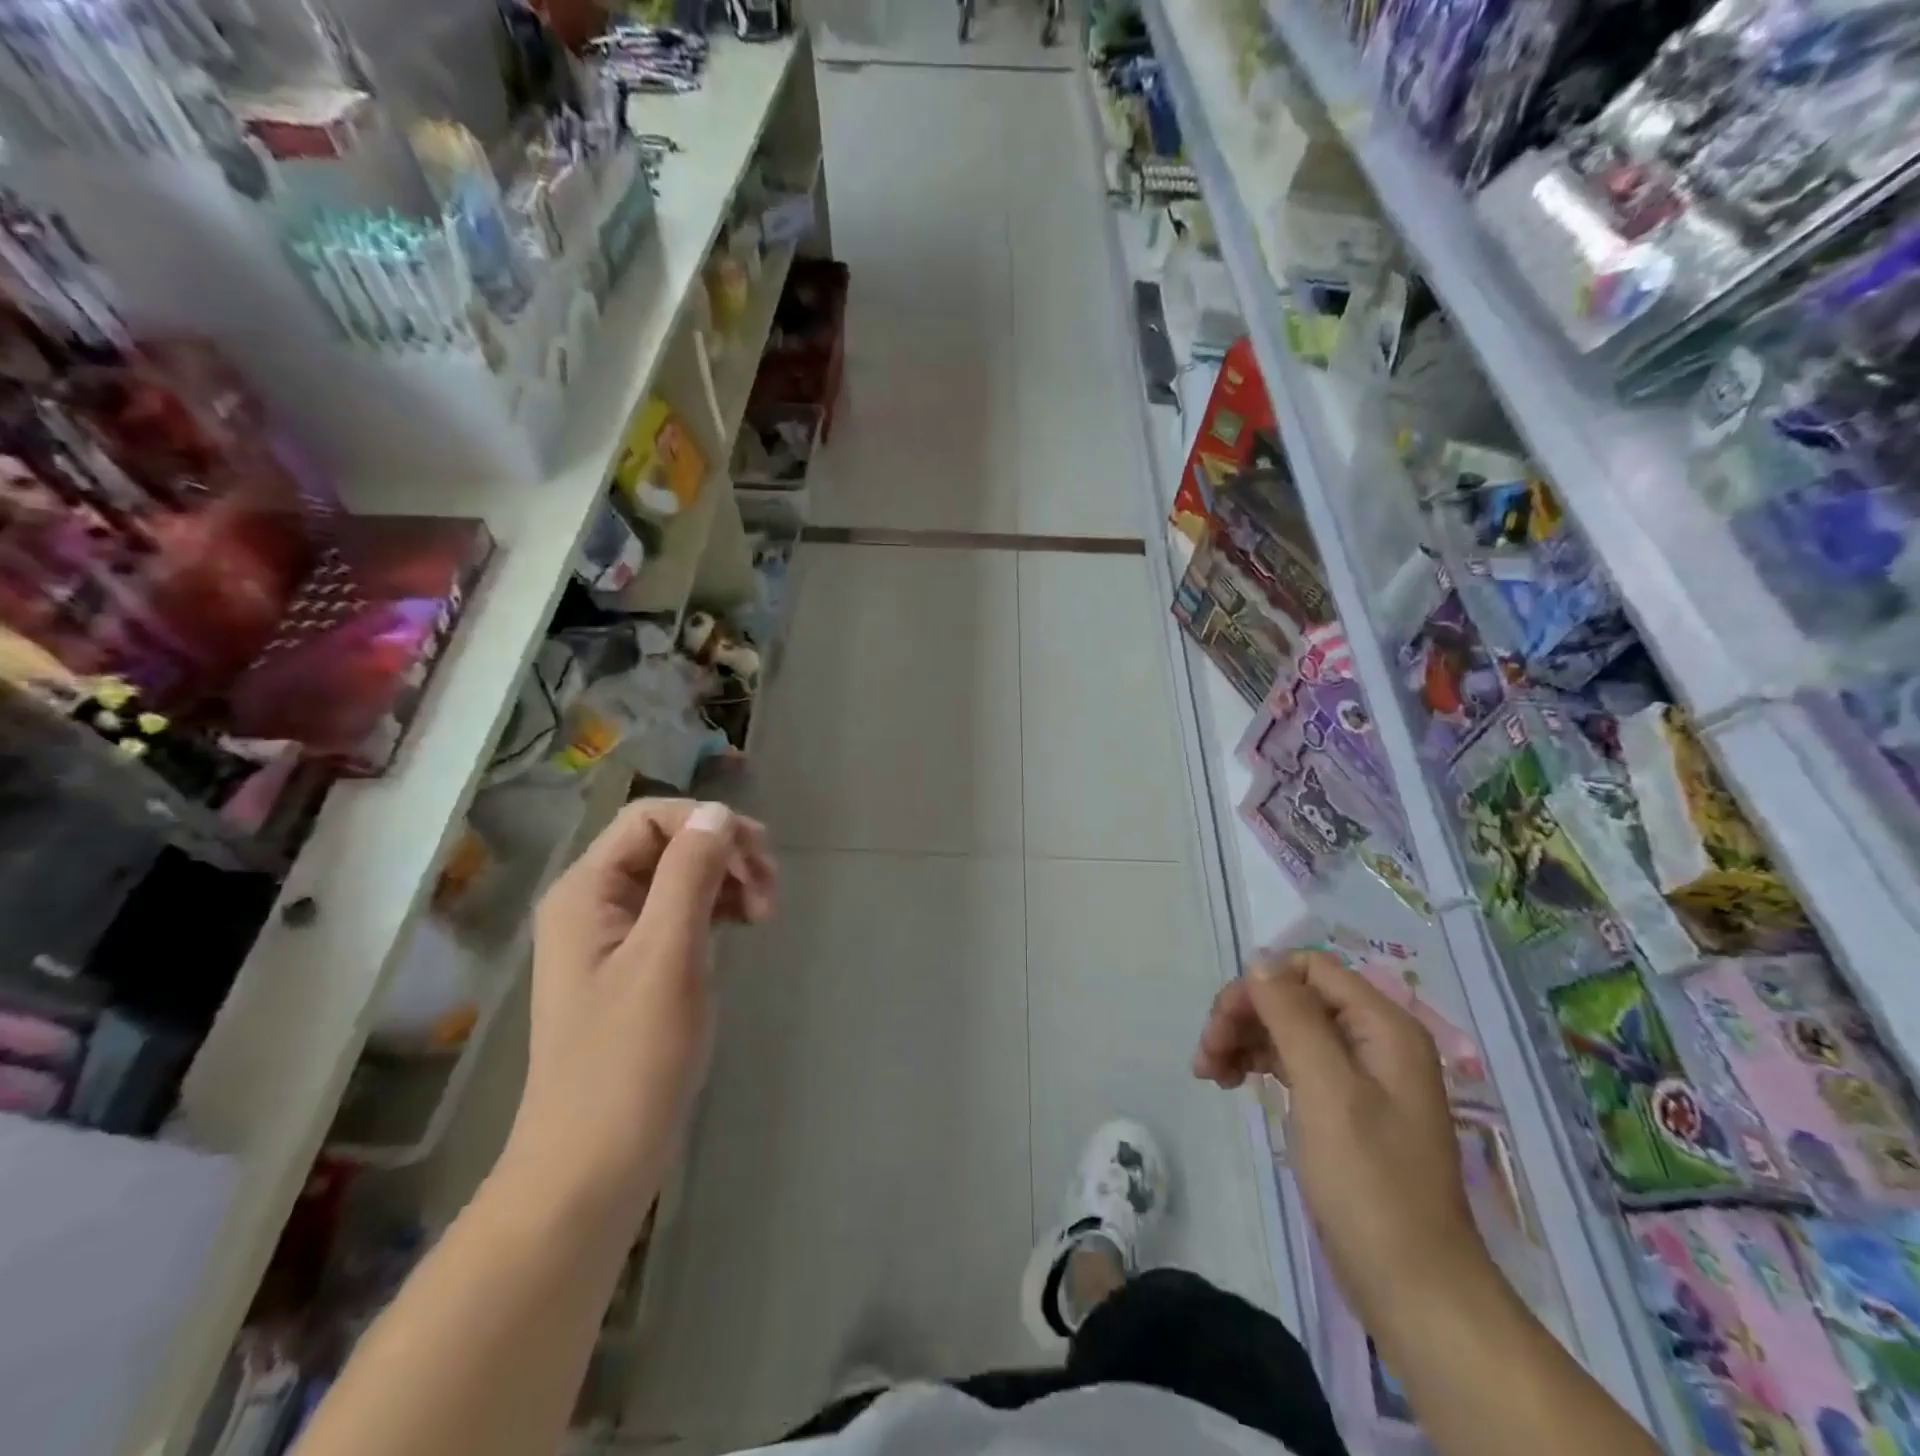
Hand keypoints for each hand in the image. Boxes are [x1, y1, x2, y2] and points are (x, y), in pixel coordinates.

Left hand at [502, 798, 776, 1226]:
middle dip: (723, 854)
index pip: (650, 819)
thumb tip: (717, 812)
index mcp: (586, 891)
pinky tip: (743, 928)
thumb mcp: (667, 955)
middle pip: (667, 845)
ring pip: (679, 879)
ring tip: (764, 914)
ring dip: (726, 882)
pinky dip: (716, 911)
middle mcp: (594, 903)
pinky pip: (680, 914)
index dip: (707, 823)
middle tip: (770, 889)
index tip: (759, 856)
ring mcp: (613, 937)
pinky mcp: (635, 968)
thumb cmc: (629, 1059)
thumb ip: (690, 875)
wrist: (593, 1166)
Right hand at [1194, 949, 1489, 1329]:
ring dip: (1245, 1039)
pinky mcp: (1344, 1106)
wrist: (1413, 1287)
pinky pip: (1294, 1062)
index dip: (1260, 985)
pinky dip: (1259, 1064)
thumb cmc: (1370, 1184)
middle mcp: (1375, 1040)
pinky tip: (1233, 1083)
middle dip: (1245, 1015)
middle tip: (1206, 1053)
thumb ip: (1293, 1016)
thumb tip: (1259, 958)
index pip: (1309, 968)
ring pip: (1288, 1028)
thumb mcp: (1326, 1090)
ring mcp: (1361, 1075)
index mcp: (1383, 1026)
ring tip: (1208, 1073)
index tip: (1222, 1023)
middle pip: (1294, 996)